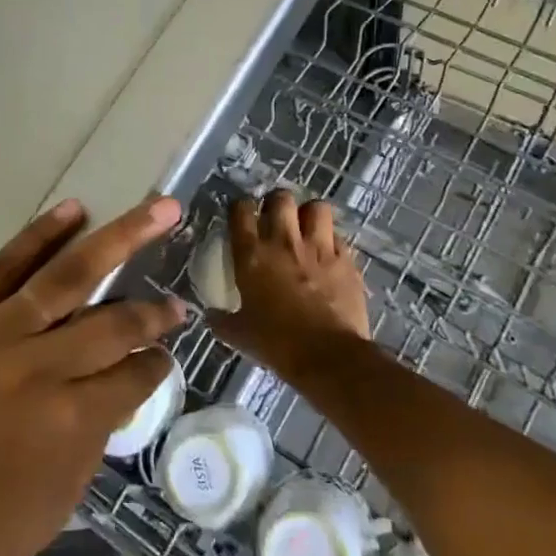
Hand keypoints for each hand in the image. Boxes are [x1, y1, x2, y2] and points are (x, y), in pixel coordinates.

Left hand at [0, 197, 184, 555]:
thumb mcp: (45, 512)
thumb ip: (85, 447)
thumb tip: (107, 399)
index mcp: (70, 421)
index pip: (133, 376)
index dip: (156, 364)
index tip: (165, 354)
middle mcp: (42, 366)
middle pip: (115, 321)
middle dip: (155, 308)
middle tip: (179, 296)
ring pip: (68, 275)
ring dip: (119, 239)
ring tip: (157, 210)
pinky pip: (2, 268)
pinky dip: (40, 236)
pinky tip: (73, 212)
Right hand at [217, 190, 369, 375]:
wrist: (328, 356)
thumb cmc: (277, 343)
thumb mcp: (240, 335)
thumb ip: (223, 321)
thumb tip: (210, 316)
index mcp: (252, 254)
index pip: (241, 210)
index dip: (240, 208)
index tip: (242, 215)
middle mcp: (284, 241)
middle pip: (280, 198)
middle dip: (277, 203)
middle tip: (276, 218)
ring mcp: (318, 248)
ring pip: (316, 208)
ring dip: (310, 214)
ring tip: (307, 227)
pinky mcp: (346, 260)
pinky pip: (338, 237)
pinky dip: (332, 242)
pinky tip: (329, 255)